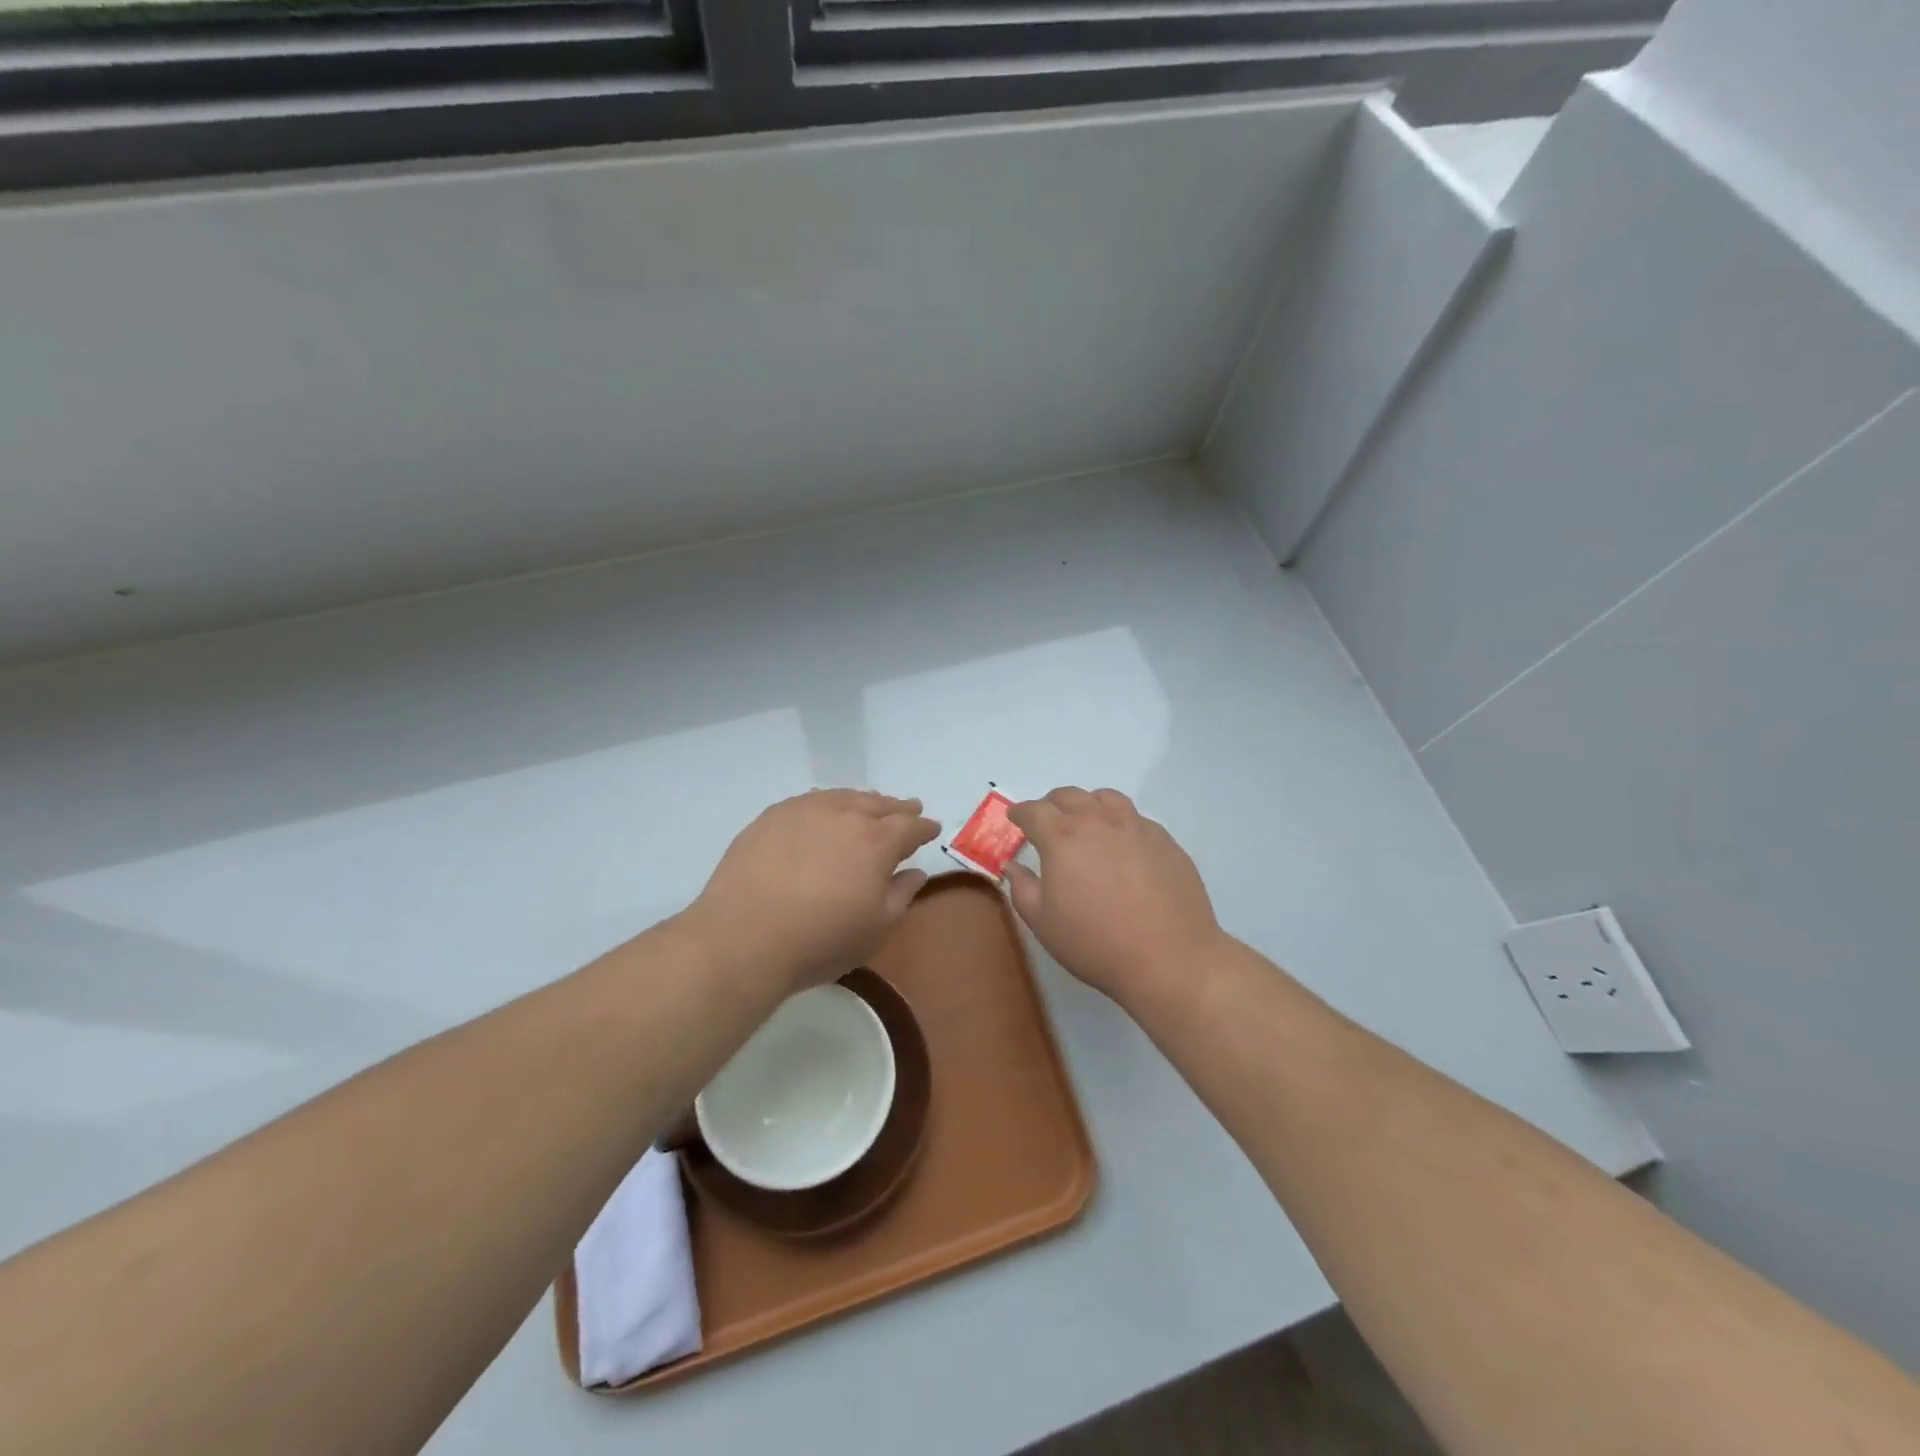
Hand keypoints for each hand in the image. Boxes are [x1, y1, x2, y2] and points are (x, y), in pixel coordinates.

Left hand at [681, 790, 940, 995]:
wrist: (744, 938)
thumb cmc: (820, 940)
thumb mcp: (876, 929)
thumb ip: (901, 895)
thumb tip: (915, 872)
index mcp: (877, 841)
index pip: (910, 826)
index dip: (924, 827)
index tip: (932, 829)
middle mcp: (844, 815)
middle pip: (879, 804)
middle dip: (898, 807)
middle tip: (909, 808)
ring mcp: (805, 811)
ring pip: (843, 796)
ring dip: (863, 801)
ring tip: (869, 805)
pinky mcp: (772, 816)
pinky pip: (810, 800)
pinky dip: (827, 802)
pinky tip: (824, 810)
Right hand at [1006, 788, 1226, 1008]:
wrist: (1169, 959)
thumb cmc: (1094, 943)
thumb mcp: (1042, 922)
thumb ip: (1022, 887)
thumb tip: (1013, 866)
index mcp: (1062, 837)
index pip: (1034, 811)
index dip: (1020, 813)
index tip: (1015, 818)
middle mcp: (1099, 822)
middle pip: (1069, 796)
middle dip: (1051, 804)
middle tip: (1047, 822)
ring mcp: (1136, 827)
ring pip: (1106, 799)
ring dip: (1088, 805)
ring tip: (1086, 823)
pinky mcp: (1166, 841)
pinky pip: (1136, 819)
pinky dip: (1120, 823)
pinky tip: (1123, 846)